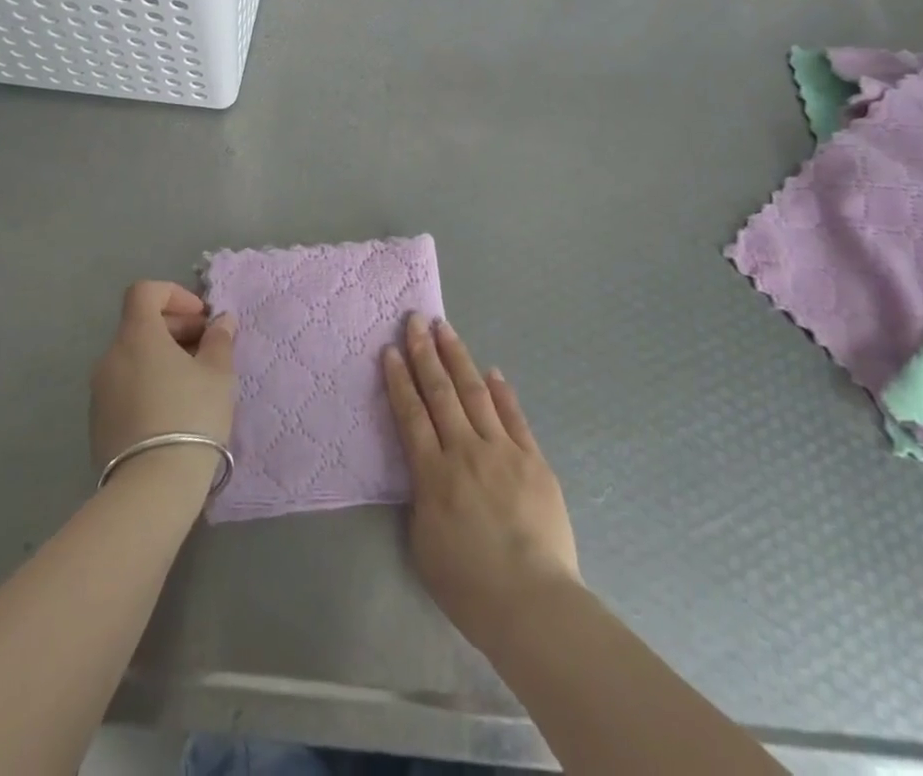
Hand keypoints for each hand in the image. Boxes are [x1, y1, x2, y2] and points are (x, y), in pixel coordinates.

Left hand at [90, 281, 235, 472]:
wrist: (152, 487)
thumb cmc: (191, 415)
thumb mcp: (218, 373)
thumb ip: (219, 340)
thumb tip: (221, 321)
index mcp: (137, 336)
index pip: (144, 291)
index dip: (174, 294)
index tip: (200, 318)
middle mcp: (111, 356)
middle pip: (140, 324)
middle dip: (175, 328)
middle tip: (207, 349)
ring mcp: (99, 391)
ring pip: (133, 357)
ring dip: (162, 357)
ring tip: (194, 382)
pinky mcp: (97, 422)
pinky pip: (125, 386)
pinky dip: (148, 383)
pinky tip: (173, 410)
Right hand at [384, 314, 580, 651]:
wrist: (532, 601)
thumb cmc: (469, 585)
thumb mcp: (424, 544)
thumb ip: (422, 497)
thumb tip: (427, 467)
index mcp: (433, 475)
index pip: (411, 415)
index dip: (399, 379)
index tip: (390, 350)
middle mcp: (465, 451)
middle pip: (441, 393)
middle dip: (425, 353)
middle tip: (415, 320)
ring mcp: (502, 450)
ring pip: (475, 392)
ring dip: (459, 358)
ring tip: (445, 329)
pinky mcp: (533, 458)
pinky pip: (514, 416)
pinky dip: (502, 392)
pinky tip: (492, 372)